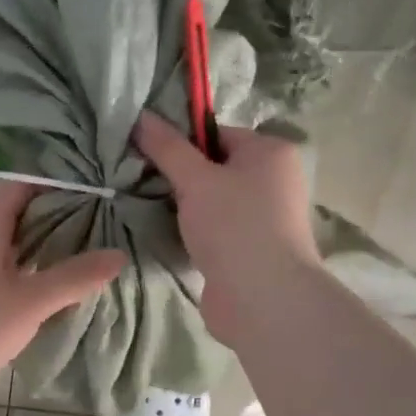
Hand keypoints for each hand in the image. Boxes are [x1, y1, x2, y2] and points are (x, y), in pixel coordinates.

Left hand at [0, 180, 125, 406]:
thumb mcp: (29, 303)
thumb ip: (74, 277)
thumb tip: (118, 255)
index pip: (23, 183)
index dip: (59, 184)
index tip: (98, 196)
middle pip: (16, 210)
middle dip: (57, 217)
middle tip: (101, 228)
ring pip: (7, 240)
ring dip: (41, 245)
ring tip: (83, 256)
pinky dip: (23, 268)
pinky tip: (46, 288)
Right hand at [132, 111, 320, 346]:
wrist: (263, 299)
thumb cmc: (234, 226)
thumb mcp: (194, 179)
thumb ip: (167, 147)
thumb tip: (140, 115)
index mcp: (271, 152)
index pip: (217, 133)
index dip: (183, 143)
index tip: (150, 157)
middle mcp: (275, 180)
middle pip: (215, 167)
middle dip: (181, 177)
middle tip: (146, 184)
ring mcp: (266, 218)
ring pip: (214, 201)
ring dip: (186, 207)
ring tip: (155, 212)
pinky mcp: (252, 249)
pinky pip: (217, 229)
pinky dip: (196, 232)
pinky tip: (174, 237)